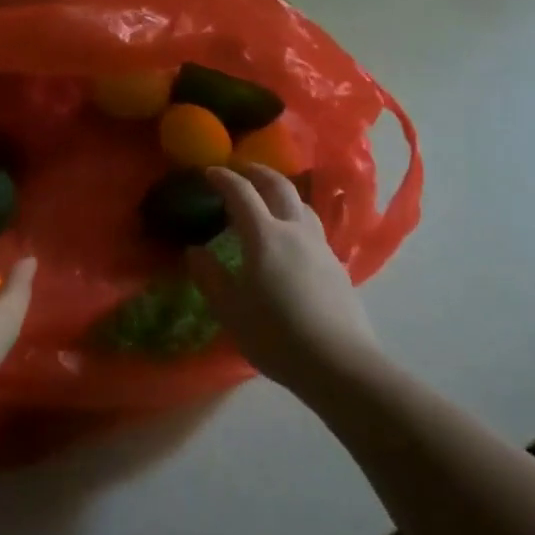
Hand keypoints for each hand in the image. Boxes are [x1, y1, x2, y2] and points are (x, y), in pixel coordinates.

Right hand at [188, 164, 380, 392]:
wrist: (339, 363)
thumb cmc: (276, 335)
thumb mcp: (230, 309)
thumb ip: (210, 276)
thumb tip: (195, 251)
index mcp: (264, 235)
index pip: (241, 192)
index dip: (224, 178)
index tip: (209, 171)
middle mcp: (294, 230)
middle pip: (278, 186)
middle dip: (257, 172)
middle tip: (241, 170)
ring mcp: (320, 246)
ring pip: (302, 204)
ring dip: (282, 192)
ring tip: (269, 200)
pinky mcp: (336, 265)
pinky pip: (313, 228)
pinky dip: (296, 218)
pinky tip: (292, 239)